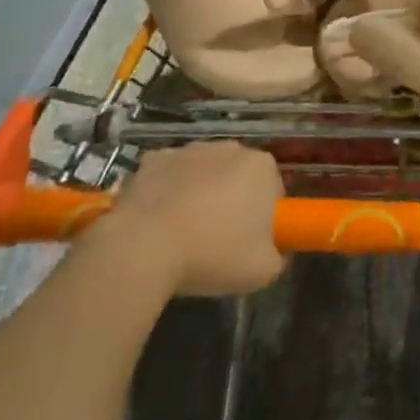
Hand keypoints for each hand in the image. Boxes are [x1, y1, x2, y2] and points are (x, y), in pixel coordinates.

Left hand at [104, 140, 285, 296]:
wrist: (142, 249)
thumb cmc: (213, 254)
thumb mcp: (264, 271)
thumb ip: (277, 255)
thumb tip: (271, 249)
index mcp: (262, 167)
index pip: (273, 190)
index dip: (264, 218)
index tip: (249, 242)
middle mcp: (230, 148)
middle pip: (238, 176)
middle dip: (232, 201)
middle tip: (218, 240)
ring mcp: (189, 150)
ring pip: (203, 174)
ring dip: (199, 195)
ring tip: (183, 235)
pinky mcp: (153, 159)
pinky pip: (169, 177)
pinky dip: (167, 193)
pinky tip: (157, 224)